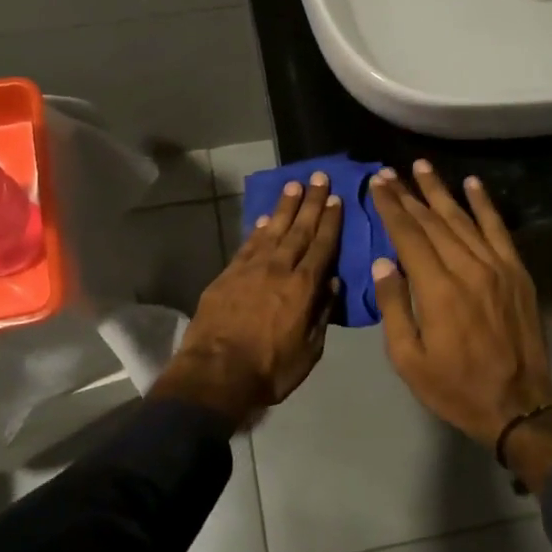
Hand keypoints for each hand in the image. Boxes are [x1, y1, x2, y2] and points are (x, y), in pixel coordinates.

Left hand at [156, 173, 343, 425]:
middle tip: (319, 177)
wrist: (216, 374)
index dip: (331, 221)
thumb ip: (322, 314)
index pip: (322, 246)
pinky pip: (249, 244)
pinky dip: (260, 228)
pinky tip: (267, 217)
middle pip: (299, 229)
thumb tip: (333, 283)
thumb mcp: (309, 351)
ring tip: (294, 185)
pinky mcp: (228, 274)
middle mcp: (279, 269)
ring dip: (285, 207)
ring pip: (273, 230)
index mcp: (304, 288)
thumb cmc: (269, 370)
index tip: (336, 199)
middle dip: (311, 202)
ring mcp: (251, 269)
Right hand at [367, 161, 551, 447]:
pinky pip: (498, 230)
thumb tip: (382, 263)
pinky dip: (485, 204)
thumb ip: (394, 306)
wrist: (518, 403)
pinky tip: (472, 183)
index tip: (377, 184)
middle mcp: (467, 268)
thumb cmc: (455, 386)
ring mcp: (496, 267)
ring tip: (421, 166)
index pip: (409, 236)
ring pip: (463, 218)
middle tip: (389, 172)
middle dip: (408, 194)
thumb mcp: (408, 359)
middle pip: (433, 221)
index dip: (391, 207)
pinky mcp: (516, 272)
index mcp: (437, 290)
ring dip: (440, 190)